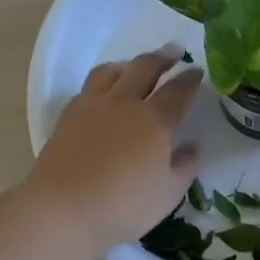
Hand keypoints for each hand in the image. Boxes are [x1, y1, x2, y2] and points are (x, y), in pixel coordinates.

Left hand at [21, 43, 202, 255]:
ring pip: (112, 71)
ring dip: (129, 64)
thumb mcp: (168, 194)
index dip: (190, 79)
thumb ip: (184, 167)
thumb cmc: (123, 206)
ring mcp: (92, 105)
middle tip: (175, 51)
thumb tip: (191, 147)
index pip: (178, 90)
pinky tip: (104, 93)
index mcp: (155, 120)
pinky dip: (103, 81)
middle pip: (145, 67)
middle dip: (163, 56)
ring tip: (135, 66)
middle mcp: (124, 103)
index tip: (198, 72)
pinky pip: (89, 87)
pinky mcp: (68, 115)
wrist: (62, 208)